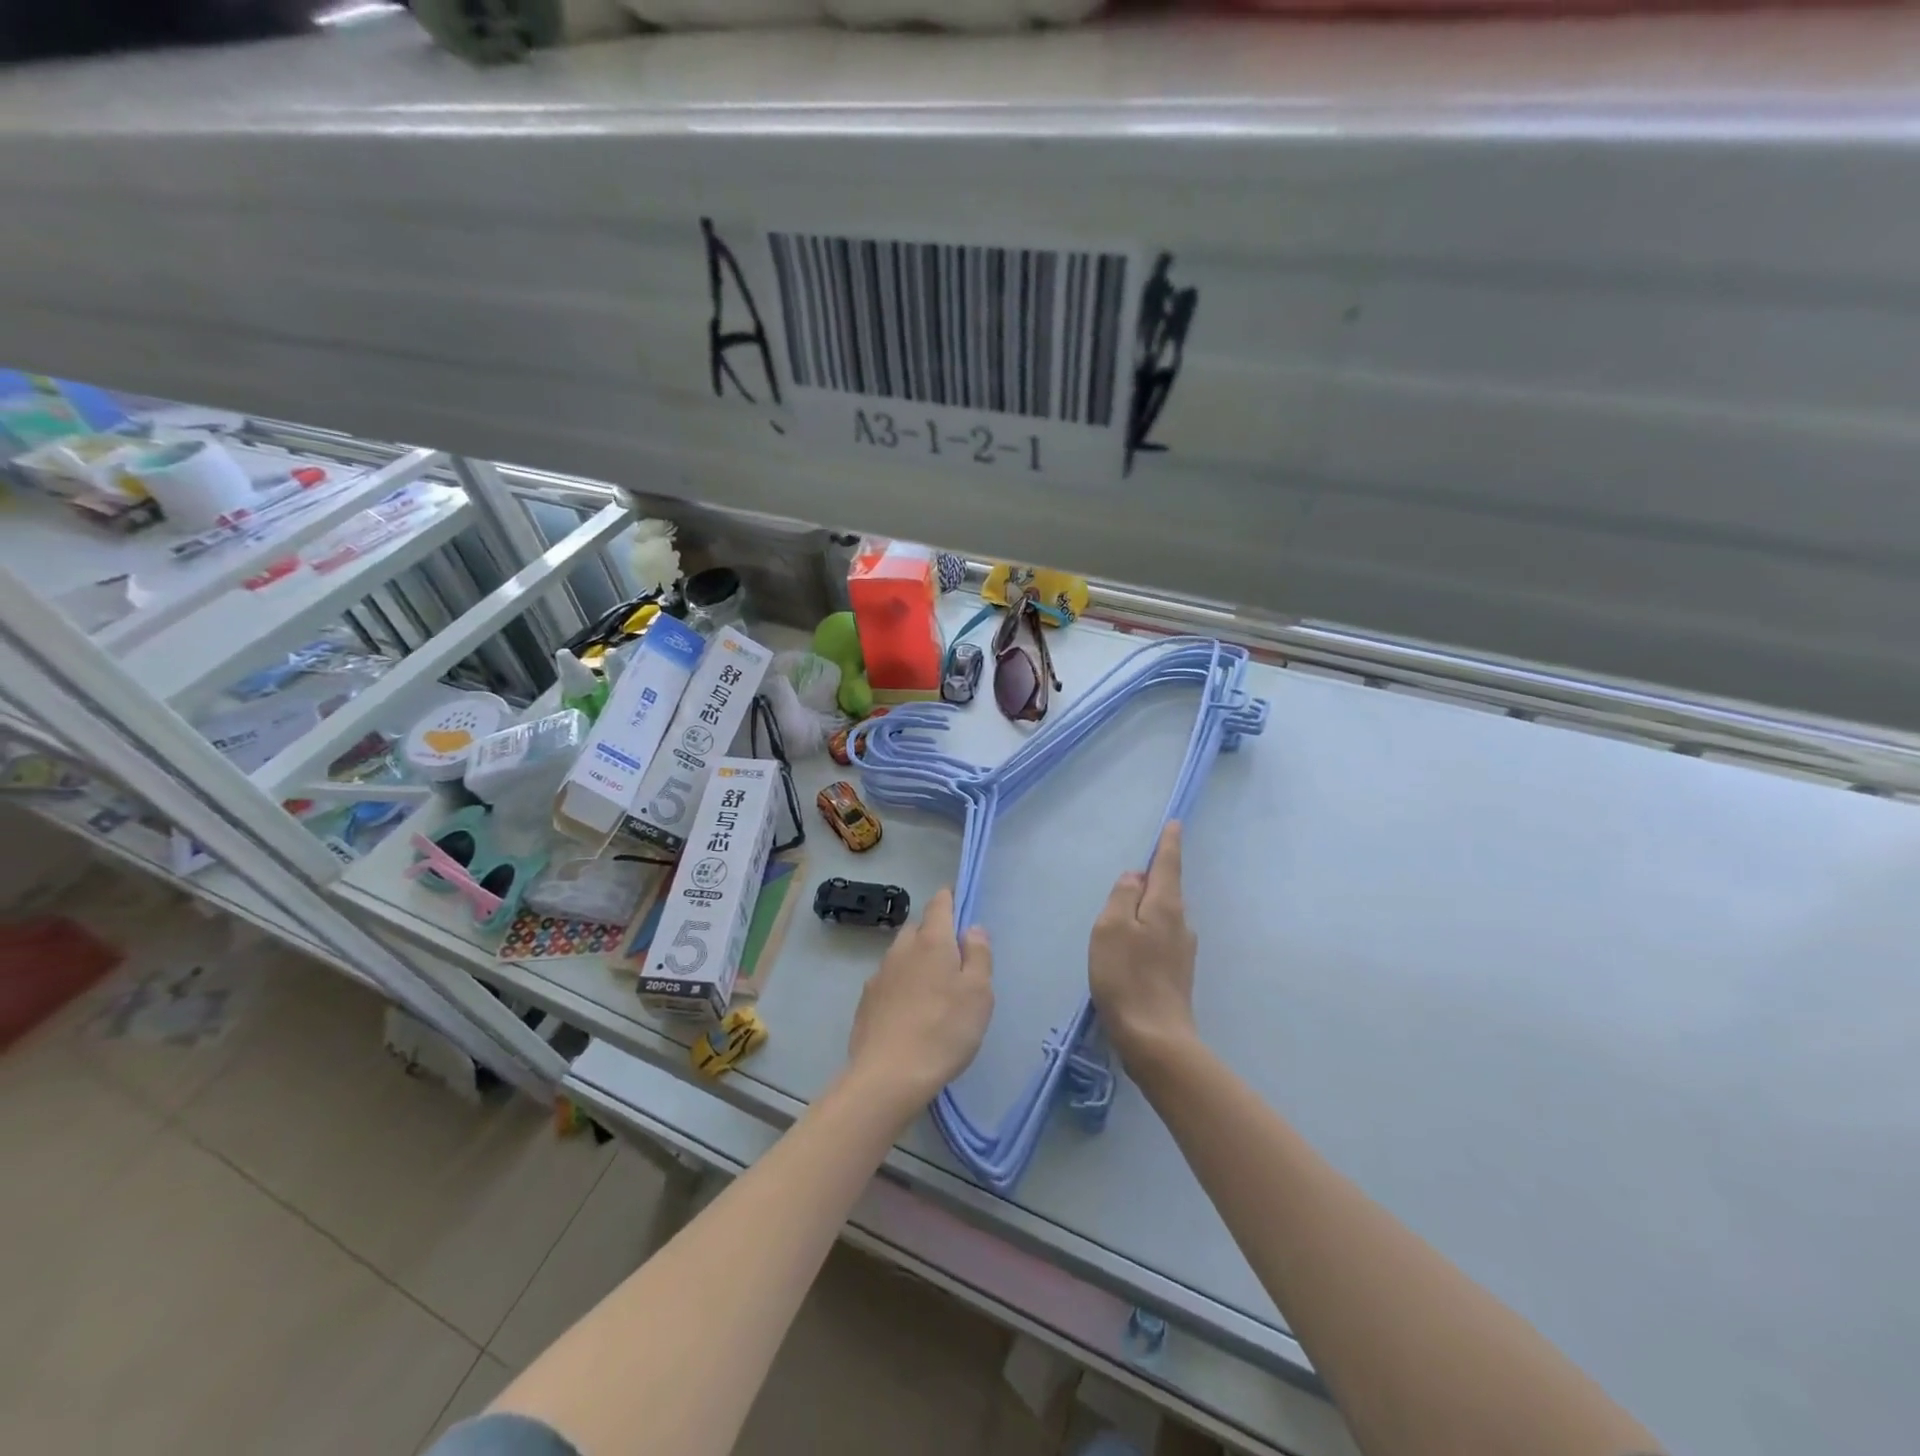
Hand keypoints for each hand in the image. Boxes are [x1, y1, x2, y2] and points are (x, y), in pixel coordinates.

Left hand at [845, 888, 993, 1118]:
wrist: (888, 1075)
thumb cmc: (944, 1030)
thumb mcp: (979, 993)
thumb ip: (978, 955)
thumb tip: (972, 928)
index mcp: (932, 941)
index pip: (939, 903)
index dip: (950, 898)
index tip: (959, 903)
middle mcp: (902, 949)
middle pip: (918, 928)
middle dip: (934, 933)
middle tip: (953, 957)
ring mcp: (879, 974)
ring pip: (901, 955)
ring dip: (916, 961)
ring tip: (932, 988)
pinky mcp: (866, 1001)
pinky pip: (888, 980)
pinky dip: (901, 985)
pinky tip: (910, 1011)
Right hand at [1089, 821, 1198, 1070]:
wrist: (1155, 1038)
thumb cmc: (1126, 977)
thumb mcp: (1111, 929)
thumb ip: (1121, 897)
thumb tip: (1135, 878)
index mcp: (1165, 907)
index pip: (1168, 866)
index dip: (1169, 844)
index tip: (1175, 824)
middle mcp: (1181, 924)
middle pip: (1167, 891)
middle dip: (1154, 878)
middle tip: (1135, 872)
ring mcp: (1182, 951)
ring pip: (1164, 916)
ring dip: (1148, 908)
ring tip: (1124, 913)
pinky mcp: (1177, 974)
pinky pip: (1161, 938)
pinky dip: (1147, 932)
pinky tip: (1132, 947)